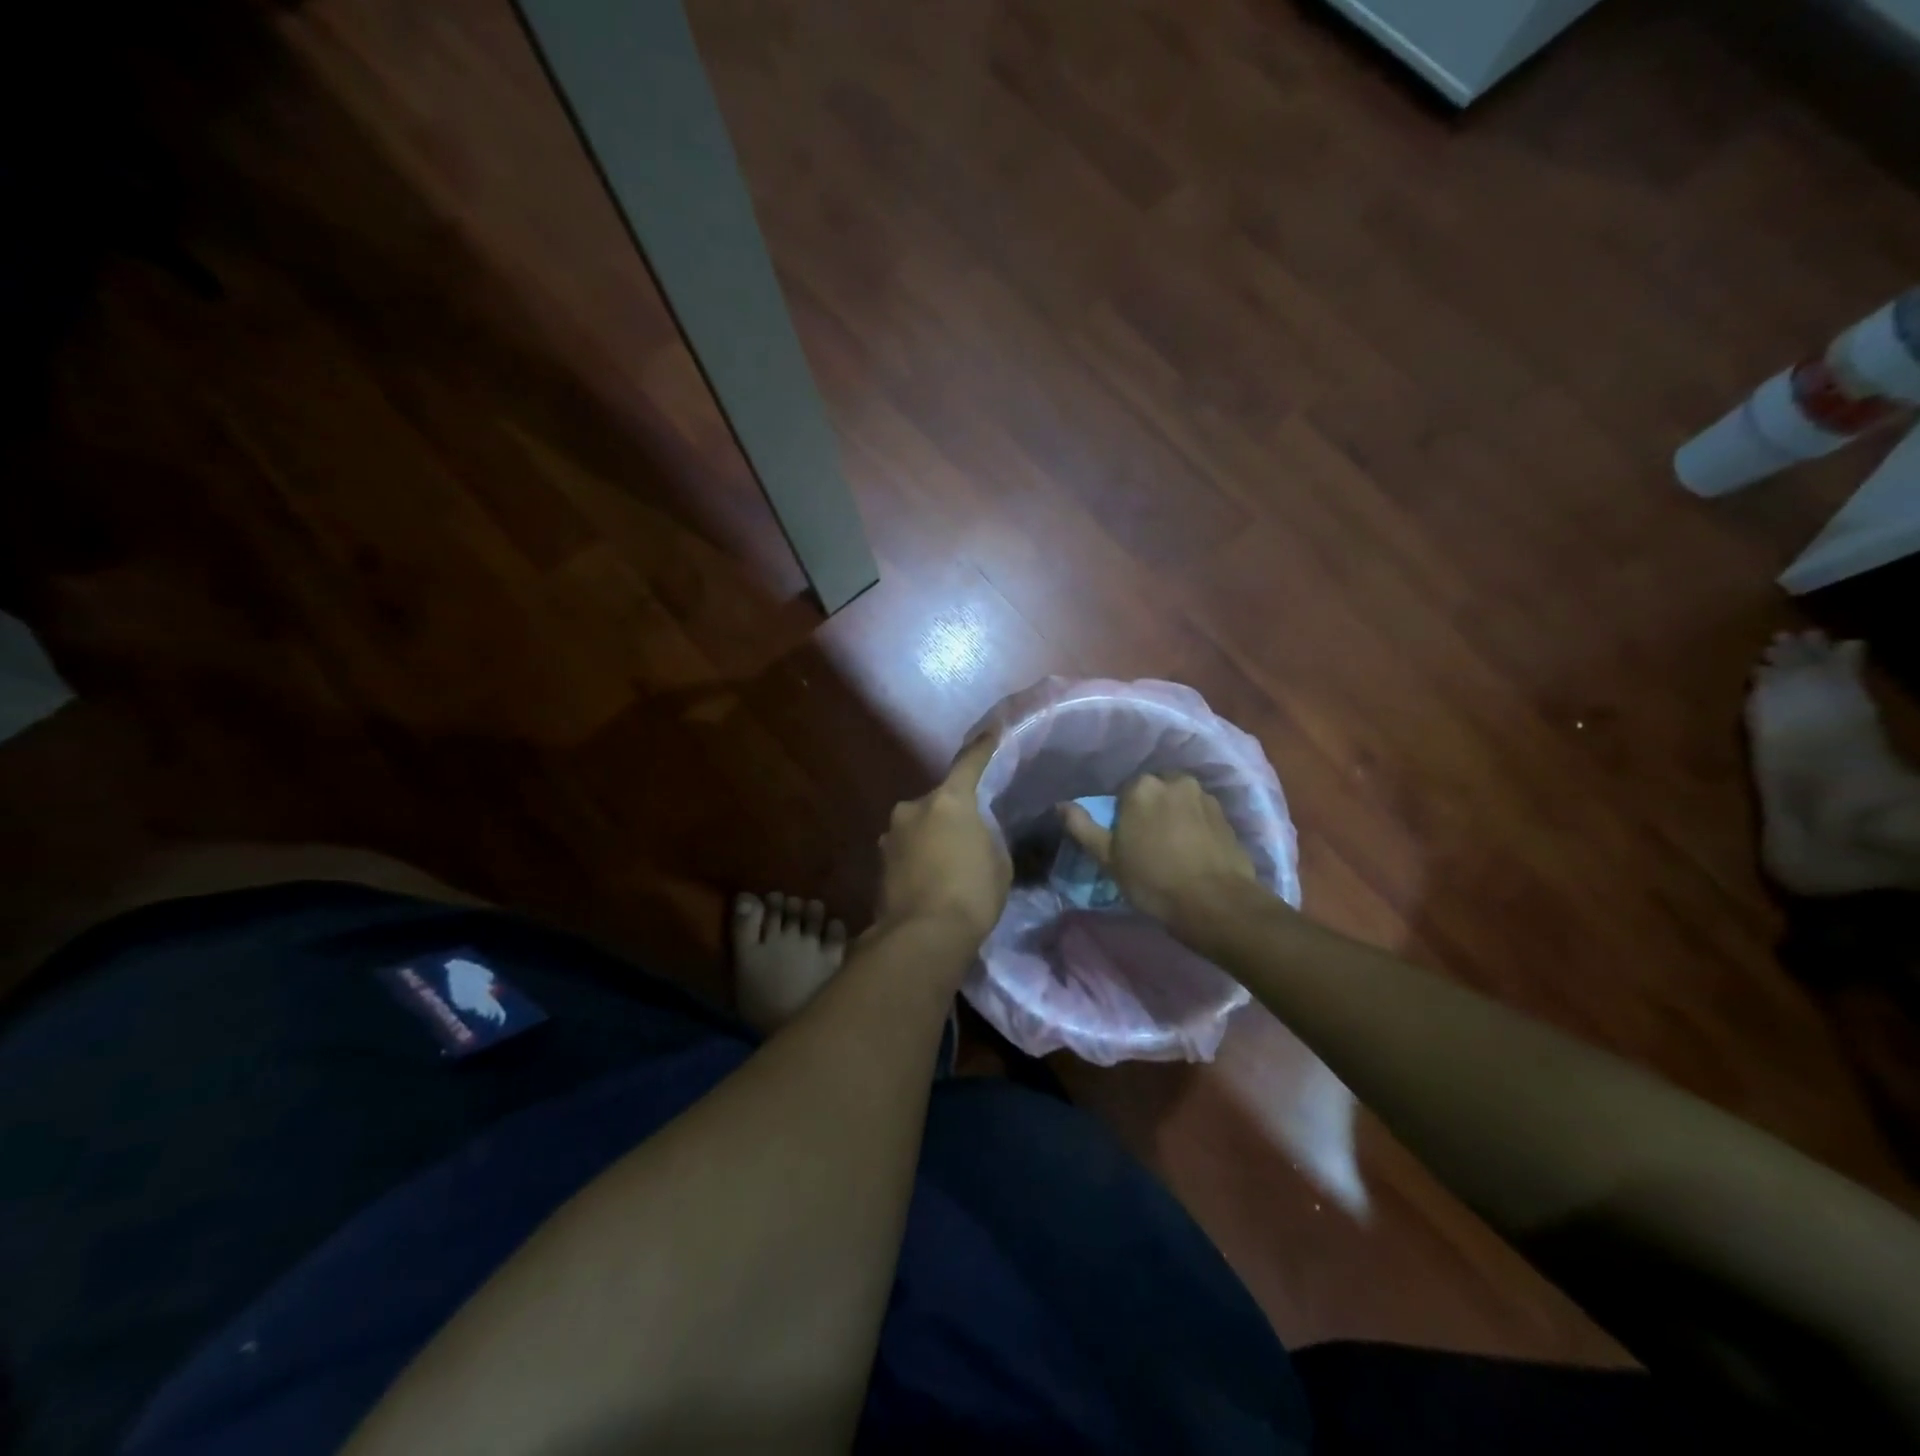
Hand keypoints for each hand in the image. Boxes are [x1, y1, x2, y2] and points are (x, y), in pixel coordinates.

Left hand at [874, 736, 1010, 947]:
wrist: (922, 936)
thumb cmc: (972, 893)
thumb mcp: (998, 861)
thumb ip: (986, 835)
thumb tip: (973, 833)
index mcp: (949, 800)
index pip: (969, 763)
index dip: (983, 748)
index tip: (992, 733)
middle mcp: (914, 808)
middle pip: (939, 801)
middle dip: (952, 814)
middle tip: (968, 837)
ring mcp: (891, 835)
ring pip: (919, 826)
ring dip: (931, 837)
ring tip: (947, 866)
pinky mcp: (878, 862)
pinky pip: (906, 850)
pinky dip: (917, 858)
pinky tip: (929, 882)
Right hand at [1061, 774, 1260, 933]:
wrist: (1214, 903)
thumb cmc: (1152, 880)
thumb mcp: (1107, 857)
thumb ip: (1082, 827)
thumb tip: (1060, 805)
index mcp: (1141, 787)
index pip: (1124, 793)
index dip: (1123, 817)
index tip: (1126, 841)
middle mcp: (1174, 781)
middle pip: (1154, 792)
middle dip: (1150, 811)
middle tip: (1148, 843)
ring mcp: (1204, 796)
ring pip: (1179, 801)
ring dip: (1174, 816)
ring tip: (1174, 849)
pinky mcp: (1226, 815)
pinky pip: (1201, 814)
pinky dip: (1195, 827)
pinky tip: (1194, 852)